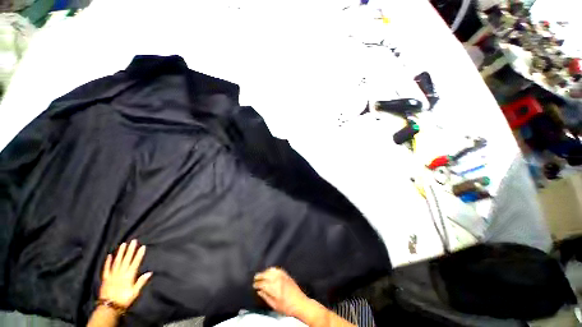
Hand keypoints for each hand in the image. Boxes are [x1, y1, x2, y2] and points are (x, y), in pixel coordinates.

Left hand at [99, 240, 151, 308]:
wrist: (109, 307)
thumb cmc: (124, 300)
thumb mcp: (134, 292)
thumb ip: (141, 282)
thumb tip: (149, 273)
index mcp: (129, 276)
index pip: (135, 263)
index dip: (139, 255)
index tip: (142, 247)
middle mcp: (121, 273)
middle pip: (126, 260)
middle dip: (130, 250)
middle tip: (133, 241)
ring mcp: (112, 274)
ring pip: (117, 261)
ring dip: (120, 253)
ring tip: (123, 244)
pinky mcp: (105, 278)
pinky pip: (106, 268)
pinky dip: (108, 262)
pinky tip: (109, 256)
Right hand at [253, 267, 309, 318]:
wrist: (300, 303)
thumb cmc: (287, 307)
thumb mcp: (274, 305)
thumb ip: (266, 297)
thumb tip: (259, 291)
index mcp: (274, 288)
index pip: (262, 283)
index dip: (257, 284)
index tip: (254, 285)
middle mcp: (277, 279)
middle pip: (266, 275)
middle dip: (260, 276)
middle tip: (255, 278)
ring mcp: (282, 275)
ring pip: (271, 270)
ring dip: (265, 272)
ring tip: (262, 274)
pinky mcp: (286, 274)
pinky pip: (277, 269)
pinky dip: (272, 269)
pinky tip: (270, 271)